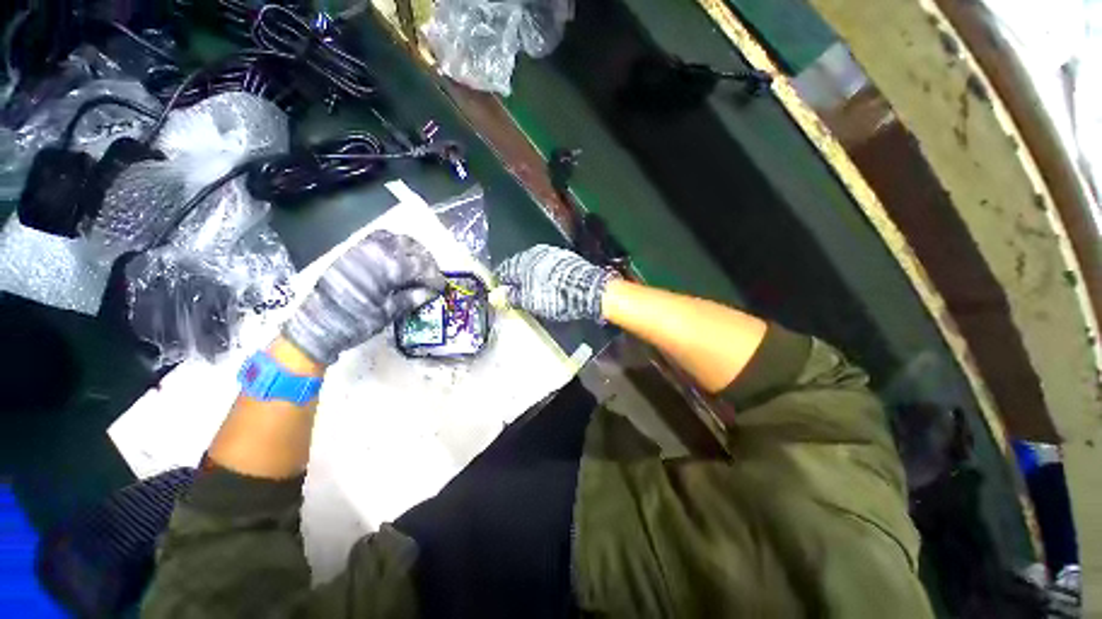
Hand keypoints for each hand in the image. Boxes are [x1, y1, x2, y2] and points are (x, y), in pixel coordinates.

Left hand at [283, 231, 445, 363]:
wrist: (317, 323)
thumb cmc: (353, 323)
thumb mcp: (385, 315)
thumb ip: (408, 299)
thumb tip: (429, 293)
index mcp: (389, 266)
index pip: (421, 265)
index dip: (434, 276)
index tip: (442, 287)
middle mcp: (378, 249)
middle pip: (411, 246)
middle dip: (425, 260)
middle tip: (432, 276)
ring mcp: (364, 246)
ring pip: (395, 238)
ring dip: (409, 249)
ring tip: (416, 265)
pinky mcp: (354, 249)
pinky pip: (378, 238)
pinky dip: (392, 244)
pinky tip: (394, 257)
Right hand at [494, 245, 613, 321]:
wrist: (589, 290)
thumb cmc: (555, 296)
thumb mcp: (529, 301)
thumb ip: (510, 297)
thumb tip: (494, 296)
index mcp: (522, 261)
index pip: (503, 270)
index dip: (501, 284)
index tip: (500, 295)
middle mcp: (536, 253)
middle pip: (519, 267)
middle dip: (517, 280)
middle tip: (516, 296)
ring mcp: (553, 254)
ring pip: (535, 266)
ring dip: (532, 278)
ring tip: (534, 293)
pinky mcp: (567, 259)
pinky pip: (550, 267)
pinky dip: (546, 277)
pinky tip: (550, 287)